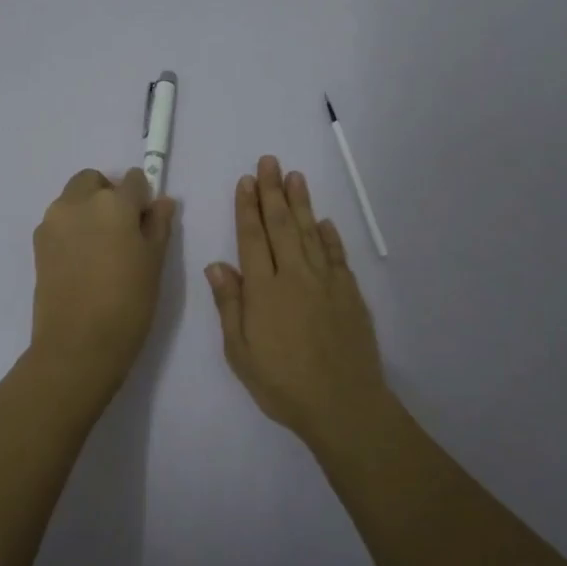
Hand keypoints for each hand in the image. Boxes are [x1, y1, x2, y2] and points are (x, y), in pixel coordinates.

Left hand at [29, 167, 177, 398]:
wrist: (78, 344)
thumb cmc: (128, 303)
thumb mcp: (154, 263)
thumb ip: (158, 225)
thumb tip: (161, 202)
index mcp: (113, 203)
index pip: (133, 180)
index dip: (142, 198)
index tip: (145, 222)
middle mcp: (78, 202)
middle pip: (94, 181)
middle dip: (108, 194)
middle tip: (122, 231)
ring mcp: (53, 221)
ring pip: (73, 199)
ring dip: (87, 210)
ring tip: (100, 249)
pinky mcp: (37, 243)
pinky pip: (59, 222)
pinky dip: (72, 229)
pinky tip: (82, 262)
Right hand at [205, 155, 396, 445]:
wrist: (343, 404)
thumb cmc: (282, 383)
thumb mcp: (240, 352)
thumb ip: (230, 305)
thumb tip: (217, 264)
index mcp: (264, 290)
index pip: (252, 238)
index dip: (247, 207)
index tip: (245, 181)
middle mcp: (295, 276)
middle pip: (282, 225)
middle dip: (273, 191)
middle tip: (269, 161)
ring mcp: (326, 282)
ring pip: (310, 232)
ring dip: (301, 202)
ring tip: (294, 176)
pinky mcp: (350, 293)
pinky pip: (337, 255)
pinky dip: (330, 235)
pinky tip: (324, 221)